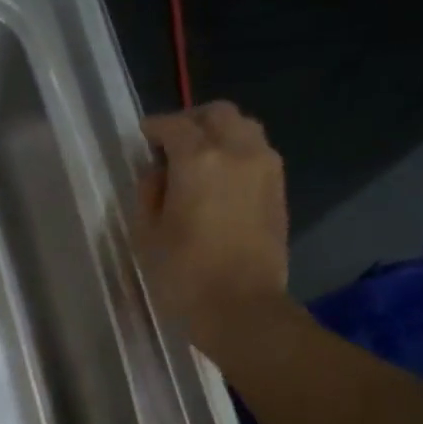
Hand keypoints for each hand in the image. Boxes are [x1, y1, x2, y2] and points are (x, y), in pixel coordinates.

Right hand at [133, 101, 292, 356]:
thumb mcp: (147, 235)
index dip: (155, 128)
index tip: (143, 137)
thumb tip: (159, 174)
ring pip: (244, 128)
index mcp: (198, 159)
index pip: (174, 126)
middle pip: (217, 114)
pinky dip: (238, 153)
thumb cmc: (184, 275)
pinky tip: (221, 179)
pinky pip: (258, 153)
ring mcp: (265, 169)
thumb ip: (149, 193)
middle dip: (192, 121)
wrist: (241, 309)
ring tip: (200, 159)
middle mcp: (237, 151)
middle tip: (172, 143)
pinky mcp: (278, 190)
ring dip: (220, 133)